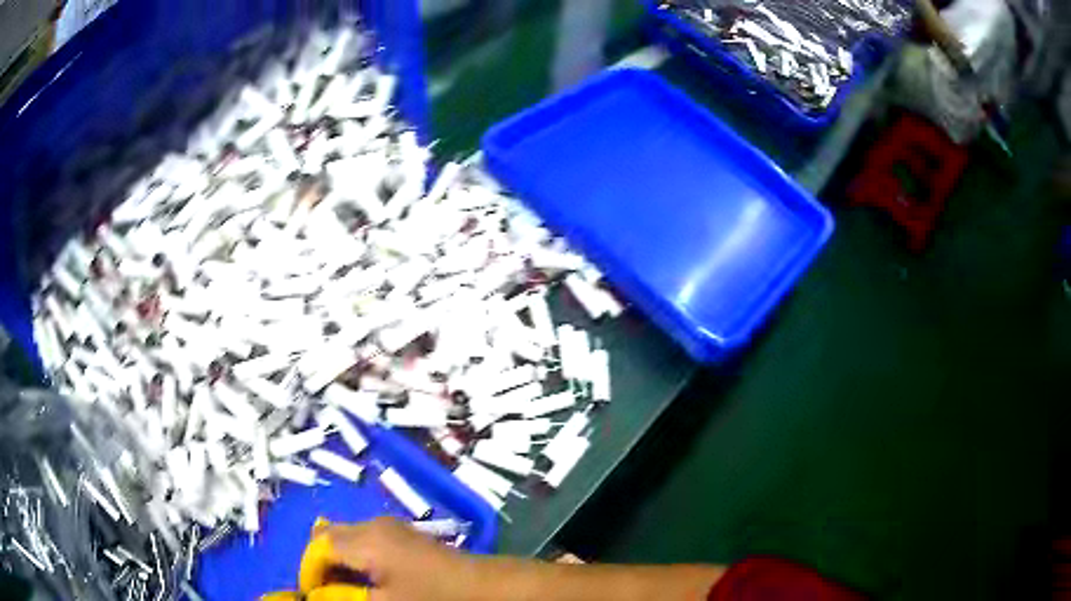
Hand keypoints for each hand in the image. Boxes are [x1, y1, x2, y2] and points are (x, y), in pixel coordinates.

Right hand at [318, 517, 478, 600]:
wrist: (479, 584)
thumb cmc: (431, 596)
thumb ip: (344, 596)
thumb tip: (316, 594)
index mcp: (365, 540)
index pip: (319, 547)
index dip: (309, 570)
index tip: (311, 593)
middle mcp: (371, 524)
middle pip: (327, 536)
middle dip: (320, 562)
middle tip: (324, 590)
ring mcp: (387, 525)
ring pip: (343, 535)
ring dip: (335, 558)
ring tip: (341, 586)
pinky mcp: (398, 531)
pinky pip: (361, 537)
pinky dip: (352, 554)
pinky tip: (362, 576)